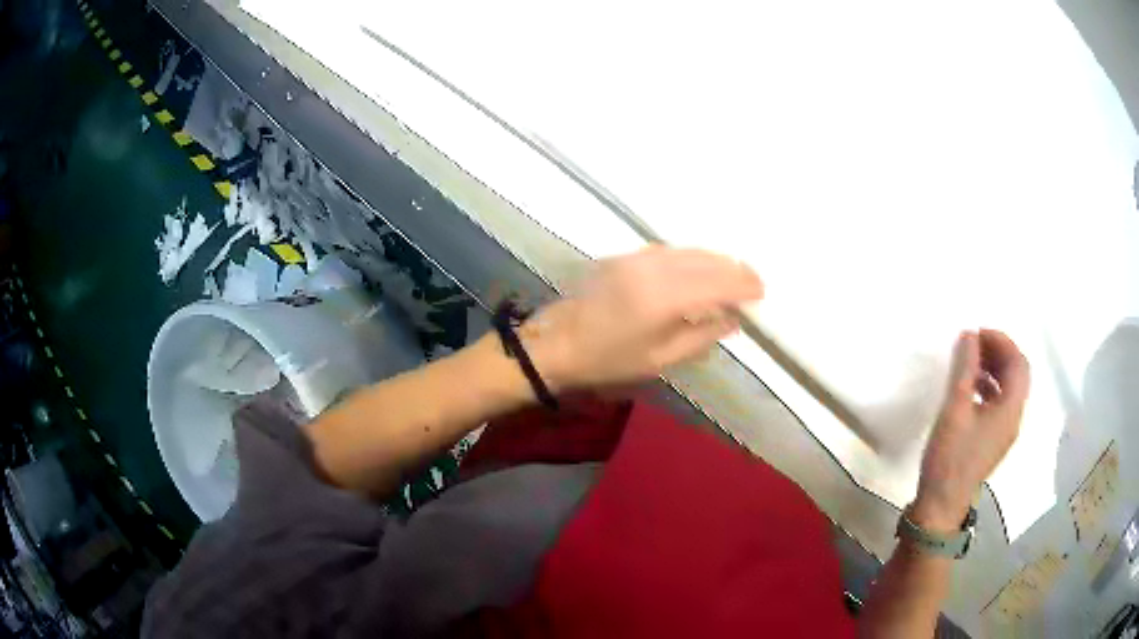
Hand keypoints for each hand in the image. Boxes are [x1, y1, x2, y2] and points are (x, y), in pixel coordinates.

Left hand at [520, 247, 763, 391]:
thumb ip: (701, 336)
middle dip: (734, 269)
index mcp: (664, 298)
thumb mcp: (660, 359)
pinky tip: (699, 268)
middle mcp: (653, 268)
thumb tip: (733, 319)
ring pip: (688, 250)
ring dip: (714, 259)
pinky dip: (691, 257)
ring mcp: (636, 258)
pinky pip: (668, 250)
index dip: (743, 285)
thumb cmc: (608, 361)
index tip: (761, 291)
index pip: (717, 283)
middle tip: (753, 281)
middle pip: (706, 261)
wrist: (556, 344)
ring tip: (733, 272)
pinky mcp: (623, 256)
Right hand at [912, 330, 1029, 532]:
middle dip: (998, 352)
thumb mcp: (955, 408)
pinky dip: (989, 387)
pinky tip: (970, 389)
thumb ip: (965, 368)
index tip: (977, 334)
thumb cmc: (951, 456)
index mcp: (1010, 408)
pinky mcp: (994, 440)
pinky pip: (999, 403)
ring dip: (993, 369)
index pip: (1018, 362)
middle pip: (1017, 373)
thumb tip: (970, 334)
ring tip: (970, 363)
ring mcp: (1005, 431)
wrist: (942, 504)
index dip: (1001, 341)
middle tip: (974, 345)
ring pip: (1008, 388)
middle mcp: (1014, 417)